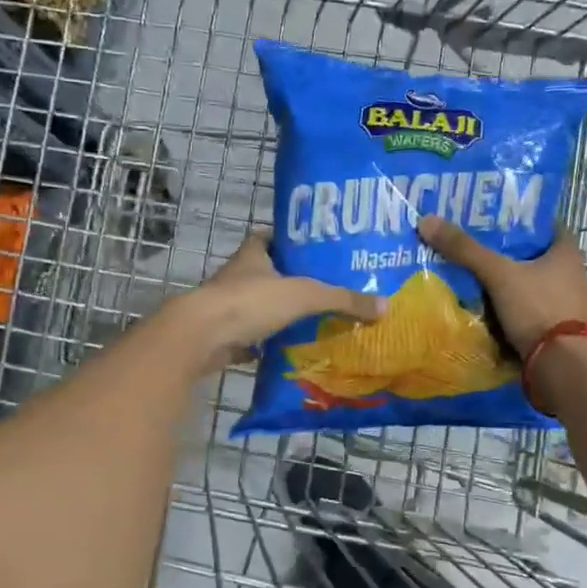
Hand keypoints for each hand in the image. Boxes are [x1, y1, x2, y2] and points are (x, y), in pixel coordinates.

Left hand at [173, 229, 383, 370]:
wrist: (201, 337)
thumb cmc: (250, 302)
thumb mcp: (305, 295)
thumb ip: (343, 299)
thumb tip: (385, 306)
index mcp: (254, 255)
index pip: (272, 237)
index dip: (291, 240)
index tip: (316, 248)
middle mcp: (238, 276)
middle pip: (268, 273)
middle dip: (292, 280)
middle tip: (326, 289)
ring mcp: (228, 308)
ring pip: (260, 306)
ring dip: (281, 313)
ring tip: (316, 320)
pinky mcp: (224, 337)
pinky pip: (253, 338)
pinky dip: (269, 344)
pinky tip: (291, 350)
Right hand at [417, 215, 586, 355]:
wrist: (559, 364)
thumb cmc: (536, 308)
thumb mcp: (498, 275)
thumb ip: (465, 250)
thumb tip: (427, 221)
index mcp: (567, 253)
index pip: (546, 225)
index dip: (521, 220)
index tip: (494, 220)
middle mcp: (574, 275)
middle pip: (538, 256)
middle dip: (511, 253)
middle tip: (479, 247)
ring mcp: (569, 304)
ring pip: (535, 284)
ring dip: (513, 282)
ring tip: (481, 278)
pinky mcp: (561, 329)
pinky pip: (534, 309)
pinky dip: (516, 306)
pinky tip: (493, 308)